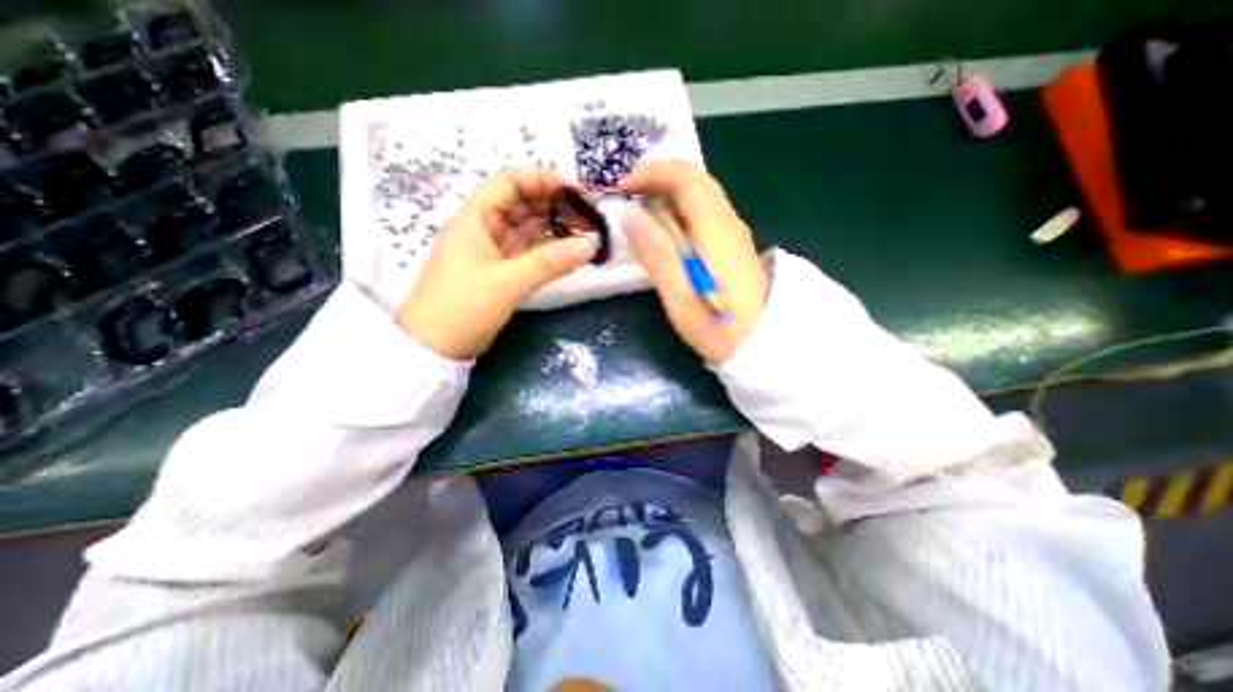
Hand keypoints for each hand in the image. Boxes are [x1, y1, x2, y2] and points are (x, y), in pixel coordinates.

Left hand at [400, 168, 596, 357]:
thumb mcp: (507, 283)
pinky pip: (529, 253)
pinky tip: (570, 254)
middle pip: (523, 205)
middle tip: (590, 216)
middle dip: (556, 206)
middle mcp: (484, 229)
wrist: (433, 349)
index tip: (577, 192)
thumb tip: (591, 245)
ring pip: (528, 230)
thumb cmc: (462, 309)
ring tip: (587, 234)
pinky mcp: (500, 272)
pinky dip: (549, 251)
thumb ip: (550, 263)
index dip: (544, 181)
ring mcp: (492, 251)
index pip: (511, 182)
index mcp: (475, 219)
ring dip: (556, 229)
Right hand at [621, 161, 767, 363]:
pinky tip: (666, 228)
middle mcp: (728, 222)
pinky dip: (681, 207)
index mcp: (714, 230)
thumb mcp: (678, 295)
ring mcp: (734, 232)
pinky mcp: (733, 245)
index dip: (651, 173)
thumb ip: (655, 252)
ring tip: (641, 209)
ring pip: (701, 193)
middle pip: (695, 178)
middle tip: (629, 194)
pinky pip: (705, 211)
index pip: (685, 179)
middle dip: (658, 177)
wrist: (762, 343)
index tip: (622, 189)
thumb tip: (630, 214)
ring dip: (669, 190)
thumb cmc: (716, 325)